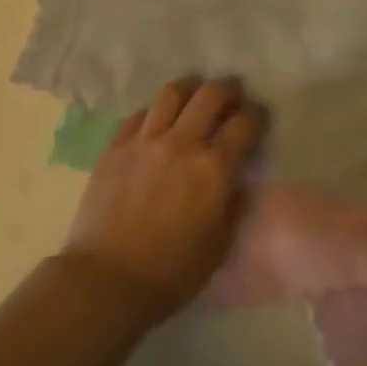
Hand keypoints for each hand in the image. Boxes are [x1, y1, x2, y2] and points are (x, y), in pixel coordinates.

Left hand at [61, 79, 261, 322]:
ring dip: (190, 86)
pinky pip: (139, 114)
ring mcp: (145, 141)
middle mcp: (181, 144)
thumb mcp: (218, 248)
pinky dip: (155, 110)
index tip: (259, 115)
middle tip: (233, 91)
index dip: (256, 115)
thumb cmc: (170, 273)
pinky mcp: (116, 146)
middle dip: (227, 89)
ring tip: (196, 89)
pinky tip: (158, 117)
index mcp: (213, 169)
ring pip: (171, 94)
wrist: (106, 279)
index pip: (243, 126)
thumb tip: (237, 183)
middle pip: (209, 96)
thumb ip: (233, 208)